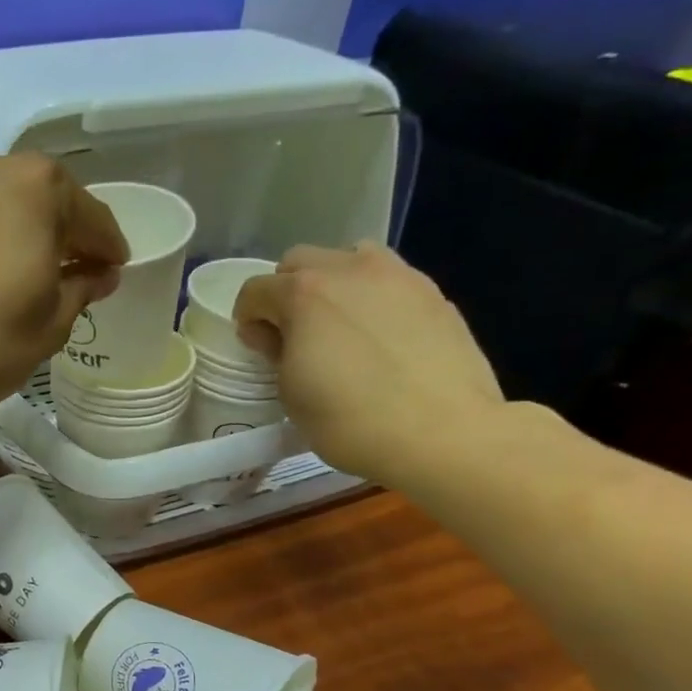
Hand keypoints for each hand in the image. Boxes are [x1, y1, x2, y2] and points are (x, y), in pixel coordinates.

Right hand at [233, 243, 505, 486]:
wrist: (443, 432)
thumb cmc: (351, 421)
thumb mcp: (291, 395)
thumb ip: (275, 353)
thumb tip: (270, 332)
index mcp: (303, 294)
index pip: (255, 290)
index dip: (248, 319)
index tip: (257, 347)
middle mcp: (347, 269)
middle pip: (299, 262)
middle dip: (286, 292)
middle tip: (295, 334)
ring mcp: (396, 275)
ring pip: (348, 258)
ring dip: (333, 283)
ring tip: (340, 324)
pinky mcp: (432, 292)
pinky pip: (388, 279)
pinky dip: (372, 297)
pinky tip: (380, 335)